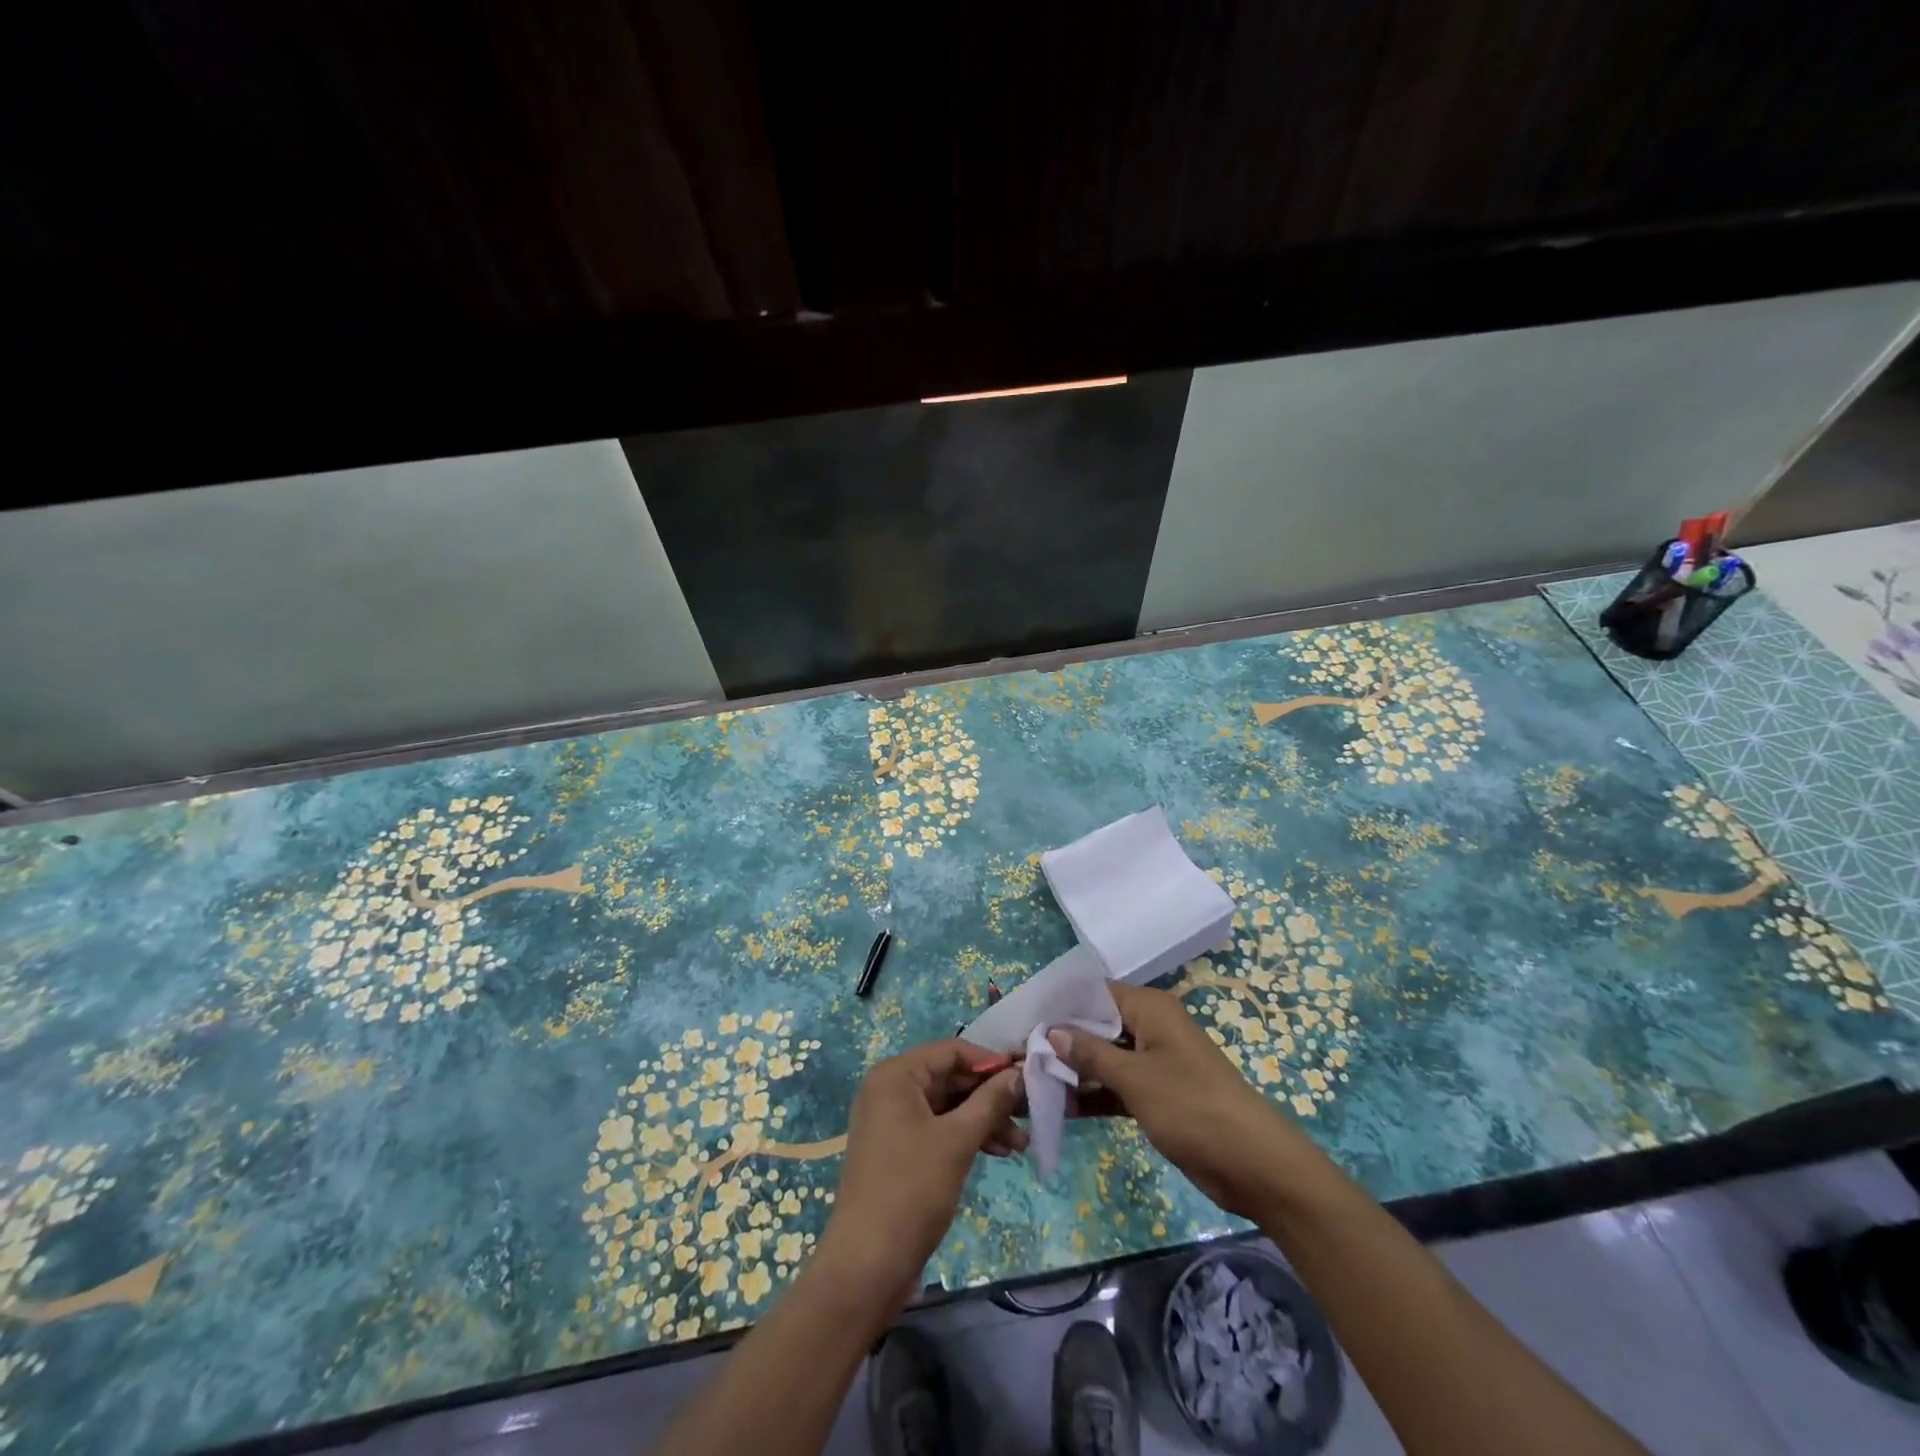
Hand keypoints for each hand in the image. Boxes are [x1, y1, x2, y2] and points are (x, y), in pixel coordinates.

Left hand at [817, 1039, 1024, 1307]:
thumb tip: (1017, 1072)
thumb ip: (989, 1101)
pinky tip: (998, 1152)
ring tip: (1020, 1144)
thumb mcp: (957, 1140)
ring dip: (983, 1120)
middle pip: (950, 1078)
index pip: (952, 1051)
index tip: (1026, 1078)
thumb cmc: (912, 1190)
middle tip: (1029, 1113)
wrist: (868, 1264)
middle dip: (990, 1096)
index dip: (990, 1062)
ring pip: (947, 1106)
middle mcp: (890, 1089)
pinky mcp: (897, 1149)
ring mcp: (891, 1120)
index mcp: (896, 1075)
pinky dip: (966, 1136)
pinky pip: (937, 1128)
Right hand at [1047, 983, 1313, 1216]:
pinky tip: (1060, 1106)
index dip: (1060, 1007)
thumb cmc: (1193, 1107)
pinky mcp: (1156, 1095)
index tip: (1022, 1022)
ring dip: (1074, 1070)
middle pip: (1097, 1025)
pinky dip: (1093, 1093)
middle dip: (1061, 1041)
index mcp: (1150, 1009)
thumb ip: (1090, 1053)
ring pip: (1104, 1057)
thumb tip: (1051, 1031)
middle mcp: (1150, 1028)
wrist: (1253, 1164)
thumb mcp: (1136, 1078)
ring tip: (1030, 1081)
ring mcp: (1154, 1063)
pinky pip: (1116, 1085)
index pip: (1095, 994)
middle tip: (1019, 1056)